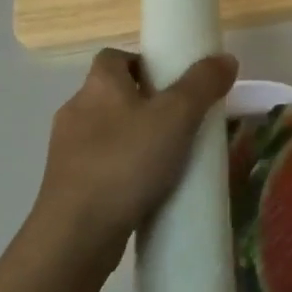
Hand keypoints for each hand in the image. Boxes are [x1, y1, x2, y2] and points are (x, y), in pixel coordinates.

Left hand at [33, 47, 237, 266]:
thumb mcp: (176, 117)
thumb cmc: (126, 162)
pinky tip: (145, 190)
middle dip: (144, 104)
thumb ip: (202, 85)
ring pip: (105, 132)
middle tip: (180, 124)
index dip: (142, 64)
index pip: (114, 57)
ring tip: (167, 160)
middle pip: (112, 94)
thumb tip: (225, 58)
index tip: (172, 84)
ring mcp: (66, 150)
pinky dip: (121, 171)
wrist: (76, 234)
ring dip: (133, 140)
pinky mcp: (66, 185)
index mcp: (98, 85)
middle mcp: (76, 110)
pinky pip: (99, 166)